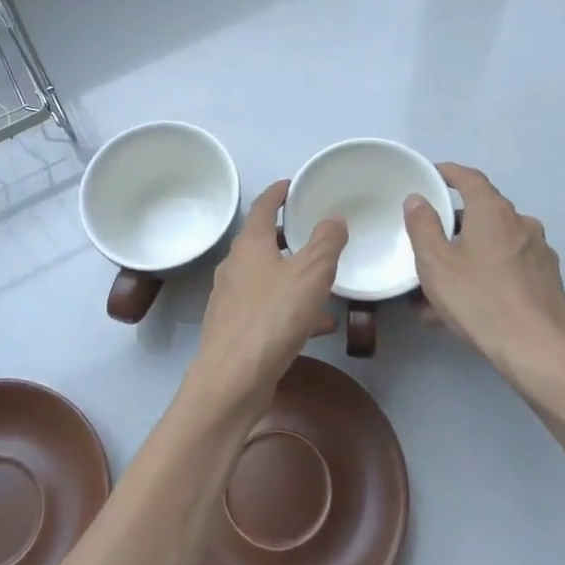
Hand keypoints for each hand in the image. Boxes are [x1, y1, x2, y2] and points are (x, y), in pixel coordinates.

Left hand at [187, 181, 347, 414]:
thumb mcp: (310, 274)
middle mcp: (235, 267)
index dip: (277, 193)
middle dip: (287, 235)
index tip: (291, 184)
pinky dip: (291, 307)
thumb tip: (333, 218)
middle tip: (313, 231)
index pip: (262, 207)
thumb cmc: (272, 318)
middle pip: (261, 242)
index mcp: (249, 246)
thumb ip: (326, 243)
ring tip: (324, 281)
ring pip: (267, 277)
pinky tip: (317, 325)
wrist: (232, 379)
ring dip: (293, 275)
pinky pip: (269, 308)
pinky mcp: (236, 329)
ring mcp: (232, 299)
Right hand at [405, 163, 564, 409]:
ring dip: (467, 257)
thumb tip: (417, 199)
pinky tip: (466, 307)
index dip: (448, 173)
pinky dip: (485, 276)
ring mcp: (539, 253)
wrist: (539, 351)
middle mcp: (521, 224)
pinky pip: (507, 268)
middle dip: (453, 226)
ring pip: (493, 246)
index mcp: (494, 212)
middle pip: (482, 213)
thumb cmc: (480, 300)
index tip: (431, 175)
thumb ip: (422, 226)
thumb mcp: (436, 264)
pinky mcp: (547, 281)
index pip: (470, 178)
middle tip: (427, 244)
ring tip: (438, 289)